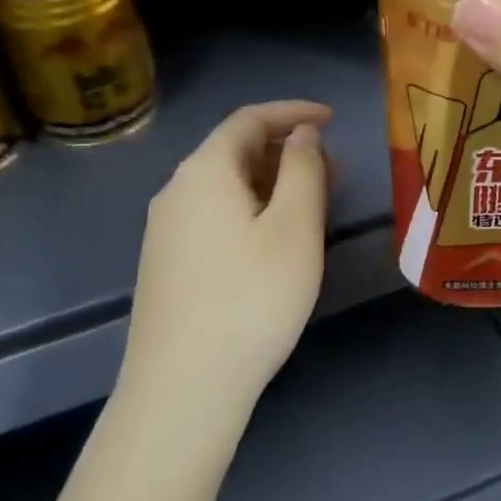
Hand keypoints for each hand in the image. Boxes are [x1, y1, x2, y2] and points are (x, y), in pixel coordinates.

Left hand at [119, 101, 332, 442]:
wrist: (183, 388)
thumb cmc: (251, 299)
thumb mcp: (294, 228)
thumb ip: (303, 170)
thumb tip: (302, 135)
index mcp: (204, 171)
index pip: (250, 119)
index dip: (294, 112)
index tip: (334, 119)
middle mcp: (176, 191)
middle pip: (235, 151)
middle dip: (288, 151)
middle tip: (335, 171)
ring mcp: (166, 230)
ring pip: (226, 186)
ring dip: (272, 183)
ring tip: (315, 204)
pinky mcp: (167, 264)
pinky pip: (215, 215)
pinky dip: (252, 210)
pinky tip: (276, 240)